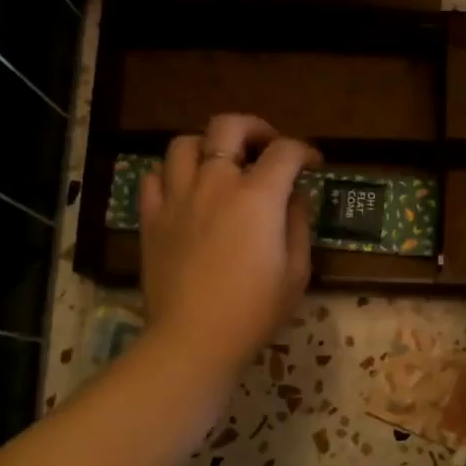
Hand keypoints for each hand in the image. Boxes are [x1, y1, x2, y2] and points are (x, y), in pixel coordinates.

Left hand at [139, 114, 320, 376]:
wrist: (194, 338)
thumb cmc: (255, 310)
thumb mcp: (297, 271)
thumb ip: (298, 224)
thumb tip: (293, 197)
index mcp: (258, 196)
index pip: (285, 152)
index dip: (305, 151)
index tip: (313, 164)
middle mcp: (215, 183)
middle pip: (228, 126)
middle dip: (255, 127)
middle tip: (267, 146)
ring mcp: (177, 197)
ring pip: (184, 144)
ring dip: (208, 146)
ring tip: (221, 164)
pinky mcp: (151, 218)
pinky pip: (154, 177)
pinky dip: (172, 175)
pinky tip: (186, 192)